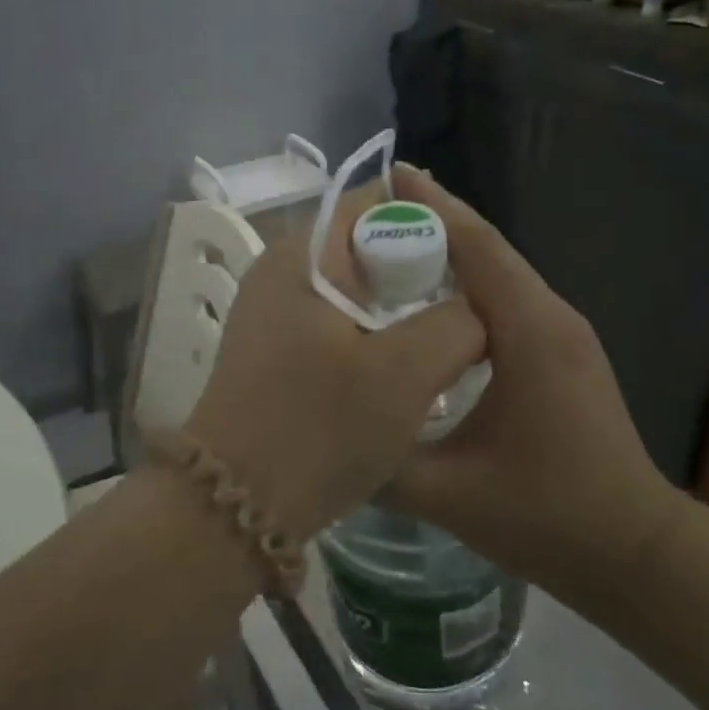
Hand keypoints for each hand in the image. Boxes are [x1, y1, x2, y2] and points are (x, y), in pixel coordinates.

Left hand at [186, 181, 485, 542]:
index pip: (373, 202)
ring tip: (445, 337)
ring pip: (354, 288)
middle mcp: (281, 272)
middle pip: (364, 245)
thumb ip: (456, 324)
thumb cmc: (318, 428)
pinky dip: (375, 332)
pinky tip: (404, 367)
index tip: (470, 261)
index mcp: (303, 256)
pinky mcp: (276, 352)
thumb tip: (475, 312)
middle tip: (467, 305)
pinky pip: (338, 321)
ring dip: (399, 307)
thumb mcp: (405, 373)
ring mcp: (273, 313)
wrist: (233, 507)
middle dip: (419, 268)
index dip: (427, 221)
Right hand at [384, 168, 681, 604]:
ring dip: (454, 251)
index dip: (432, 206)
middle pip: (489, 249)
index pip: (477, 246)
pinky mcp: (565, 351)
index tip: (390, 175)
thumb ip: (382, 459)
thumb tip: (330, 428)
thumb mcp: (449, 493)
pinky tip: (434, 299)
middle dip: (436, 220)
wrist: (636, 551)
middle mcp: (551, 316)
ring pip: (501, 271)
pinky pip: (511, 298)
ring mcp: (564, 332)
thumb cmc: (548, 516)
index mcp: (529, 331)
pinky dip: (471, 283)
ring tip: (395, 243)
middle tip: (376, 208)